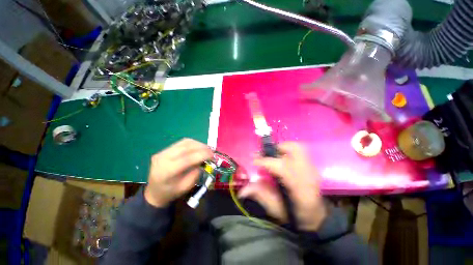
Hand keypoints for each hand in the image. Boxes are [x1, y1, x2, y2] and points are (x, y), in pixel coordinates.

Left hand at [144, 138, 212, 207]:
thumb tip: (204, 161)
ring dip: (198, 144)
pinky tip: (198, 148)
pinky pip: (182, 143)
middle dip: (202, 147)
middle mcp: (163, 158)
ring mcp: (162, 152)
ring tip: (207, 149)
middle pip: (186, 147)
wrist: (154, 191)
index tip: (213, 156)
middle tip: (212, 152)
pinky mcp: (165, 149)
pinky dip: (193, 144)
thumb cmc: (170, 192)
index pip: (187, 158)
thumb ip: (195, 173)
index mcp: (166, 171)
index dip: (202, 155)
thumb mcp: (185, 187)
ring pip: (185, 142)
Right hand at [239, 142, 326, 230]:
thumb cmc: (296, 215)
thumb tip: (242, 190)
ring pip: (297, 148)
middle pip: (294, 149)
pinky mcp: (312, 167)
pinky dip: (289, 152)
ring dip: (283, 148)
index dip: (264, 161)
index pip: (280, 166)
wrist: (317, 217)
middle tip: (267, 154)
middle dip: (277, 148)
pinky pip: (300, 152)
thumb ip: (260, 195)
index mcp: (298, 186)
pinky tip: (283, 160)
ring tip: (274, 156)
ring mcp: (312, 168)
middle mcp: (307, 173)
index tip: (254, 161)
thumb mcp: (275, 208)